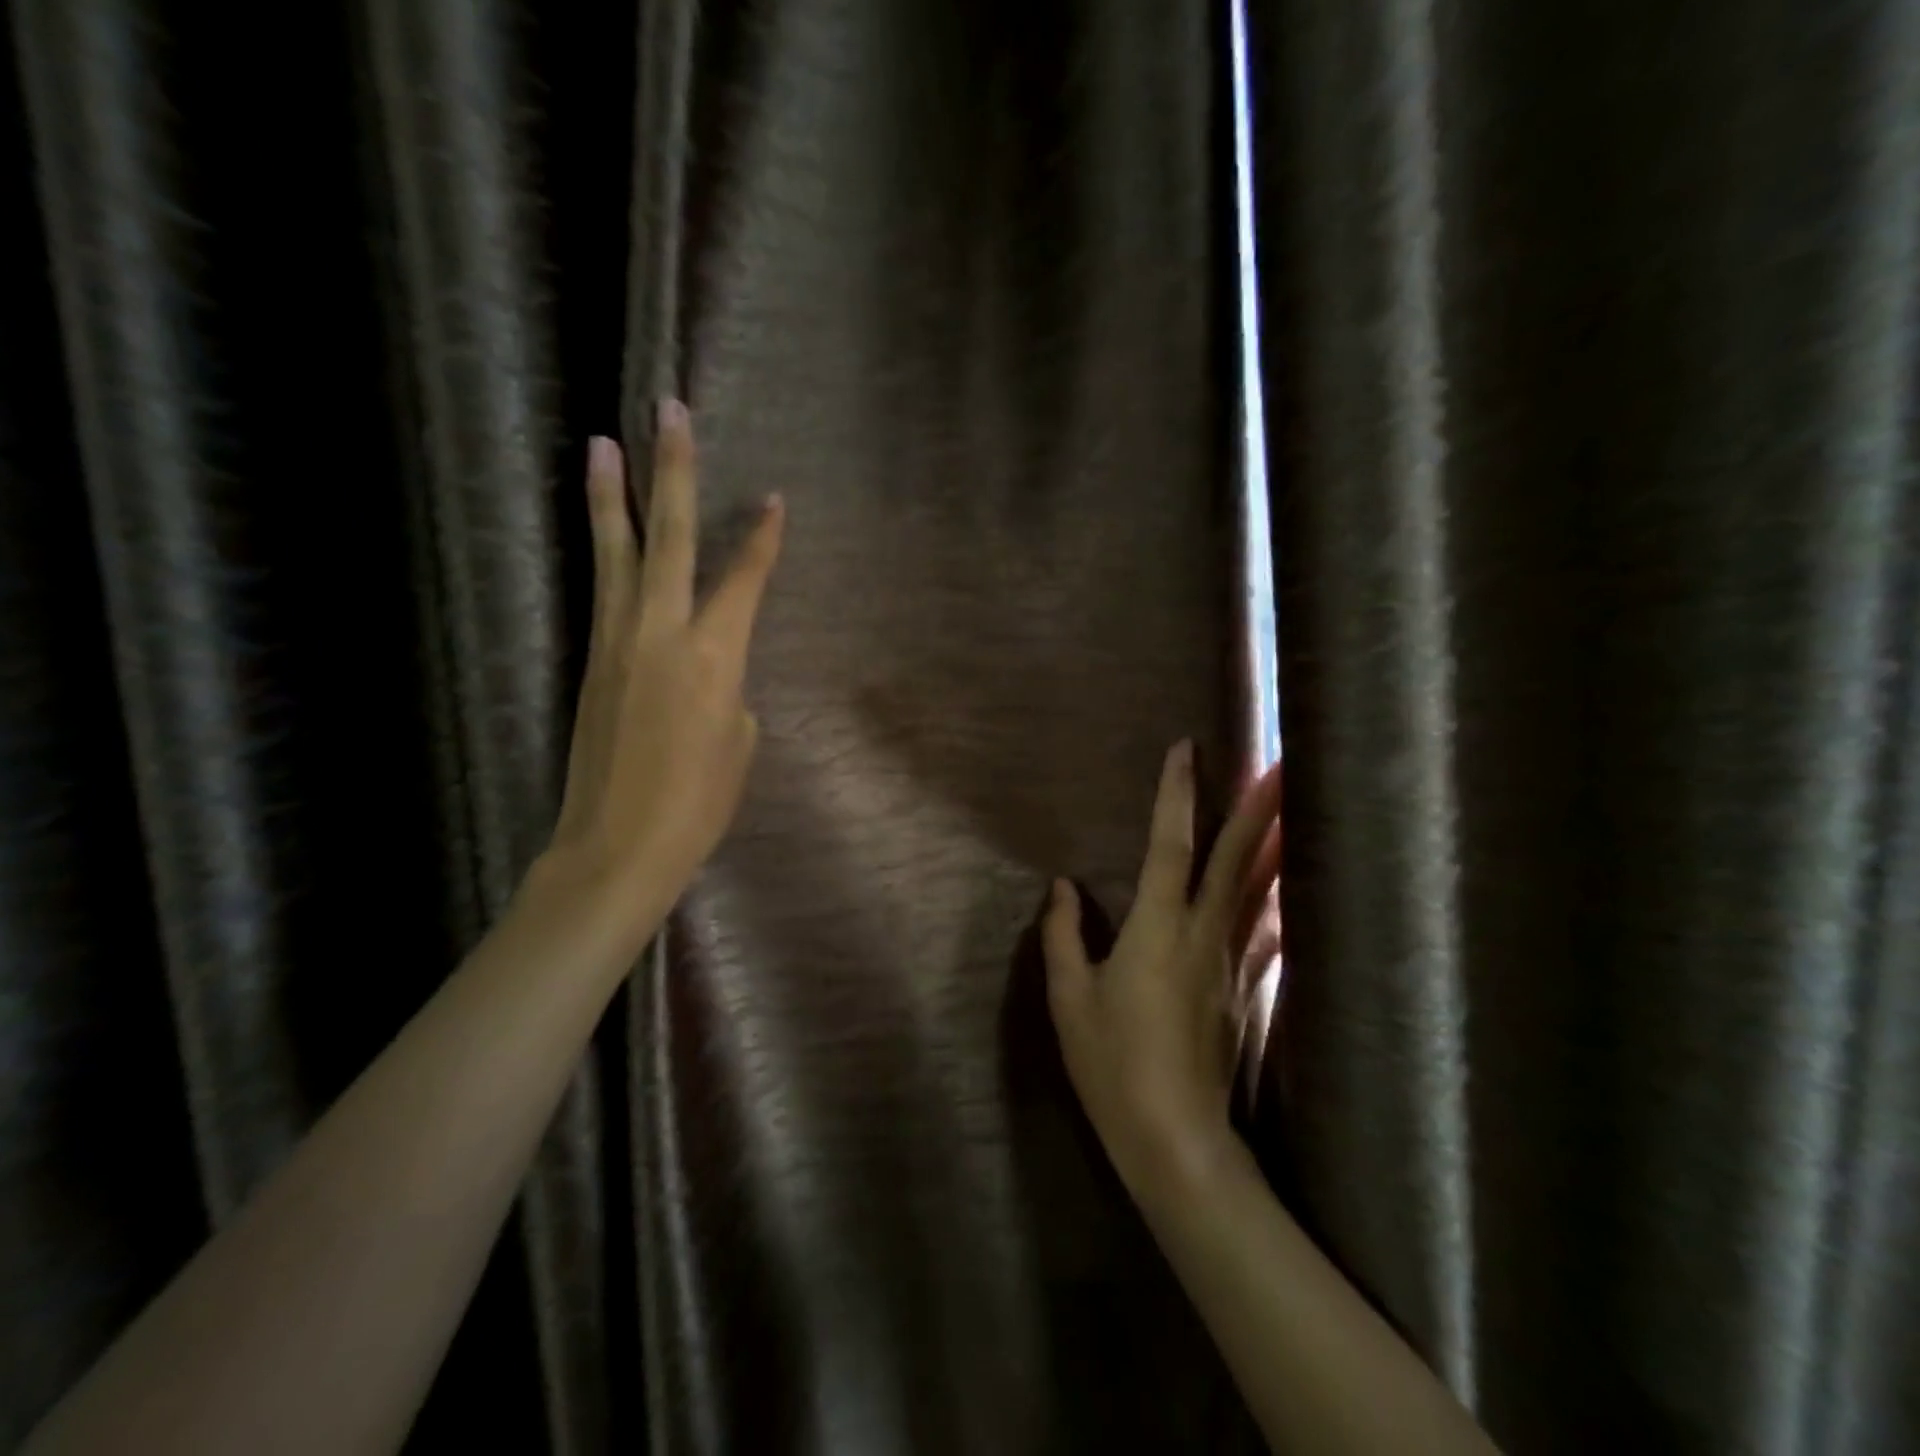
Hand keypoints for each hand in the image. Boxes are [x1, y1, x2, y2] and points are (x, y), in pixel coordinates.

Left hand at [538, 399, 784, 946]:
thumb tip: (713, 673)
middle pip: (667, 536)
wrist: (617, 845)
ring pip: (617, 553)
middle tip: (669, 408)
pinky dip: (606, 552)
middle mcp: (662, 632)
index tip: (774, 498)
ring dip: (613, 495)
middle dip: (674, 469)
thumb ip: (730, 691)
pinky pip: (603, 592)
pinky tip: (606, 534)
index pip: (743, 578)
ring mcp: (617, 642)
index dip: (761, 537)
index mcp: (714, 655)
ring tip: (604, 442)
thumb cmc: (698, 804)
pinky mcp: (590, 660)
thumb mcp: (739, 744)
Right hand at [1042, 742, 1282, 1201]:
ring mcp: (1232, 962)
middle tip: (1283, 760)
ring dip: (1277, 844)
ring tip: (1298, 807)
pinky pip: (1265, 934)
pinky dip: (1277, 902)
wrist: (1175, 1138)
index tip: (1187, 749)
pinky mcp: (1245, 991)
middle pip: (1236, 858)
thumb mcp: (1069, 998)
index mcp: (1156, 927)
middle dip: (1258, 806)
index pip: (1169, 845)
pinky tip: (1288, 892)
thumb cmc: (1111, 1063)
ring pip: (1259, 891)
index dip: (1177, 795)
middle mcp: (1202, 932)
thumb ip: (1062, 935)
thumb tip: (1062, 887)